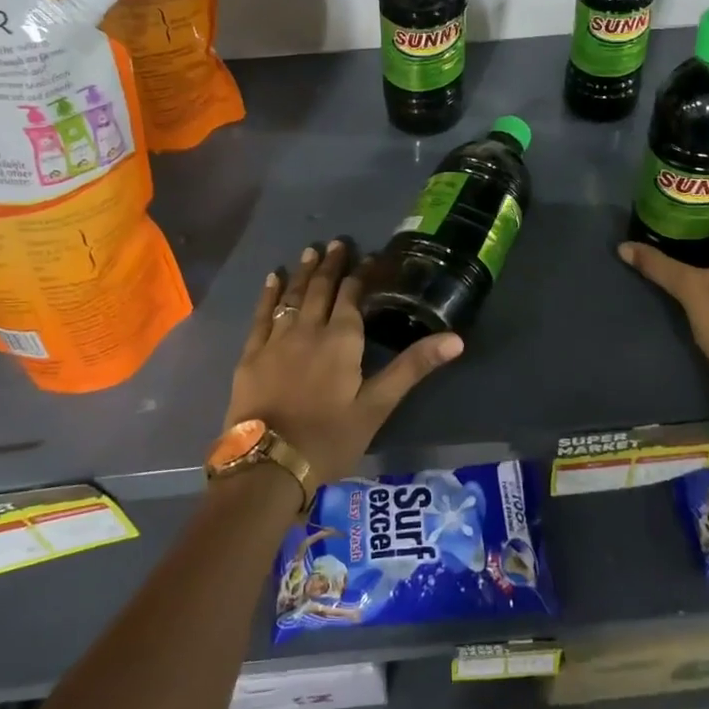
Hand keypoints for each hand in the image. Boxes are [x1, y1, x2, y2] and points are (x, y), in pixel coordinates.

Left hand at [225, 240, 462, 488]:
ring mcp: (276, 340)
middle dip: (331, 264)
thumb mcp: (378, 405)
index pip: (352, 295)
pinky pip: (262, 315)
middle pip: (321, 289)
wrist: (268, 465)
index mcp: (341, 339)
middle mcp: (309, 329)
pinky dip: (269, 295)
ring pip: (292, 297)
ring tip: (310, 251)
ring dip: (304, 273)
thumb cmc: (330, 438)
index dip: (362, 274)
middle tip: (337, 242)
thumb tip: (456, 338)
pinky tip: (272, 279)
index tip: (370, 257)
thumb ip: (413, 367)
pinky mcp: (251, 355)